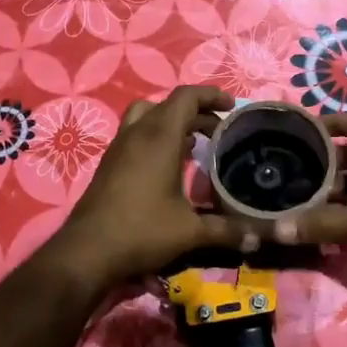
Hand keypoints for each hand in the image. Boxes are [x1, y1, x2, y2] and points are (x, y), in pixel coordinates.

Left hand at [41, 85, 247, 292]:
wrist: (87, 252)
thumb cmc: (141, 231)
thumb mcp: (190, 232)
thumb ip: (227, 230)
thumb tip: (260, 237)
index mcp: (160, 136)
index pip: (186, 96)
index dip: (211, 95)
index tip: (231, 106)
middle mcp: (138, 133)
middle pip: (169, 104)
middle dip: (197, 111)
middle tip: (219, 131)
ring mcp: (119, 146)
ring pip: (148, 115)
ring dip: (173, 121)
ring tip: (194, 143)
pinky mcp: (110, 162)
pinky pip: (136, 133)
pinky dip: (156, 136)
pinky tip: (169, 165)